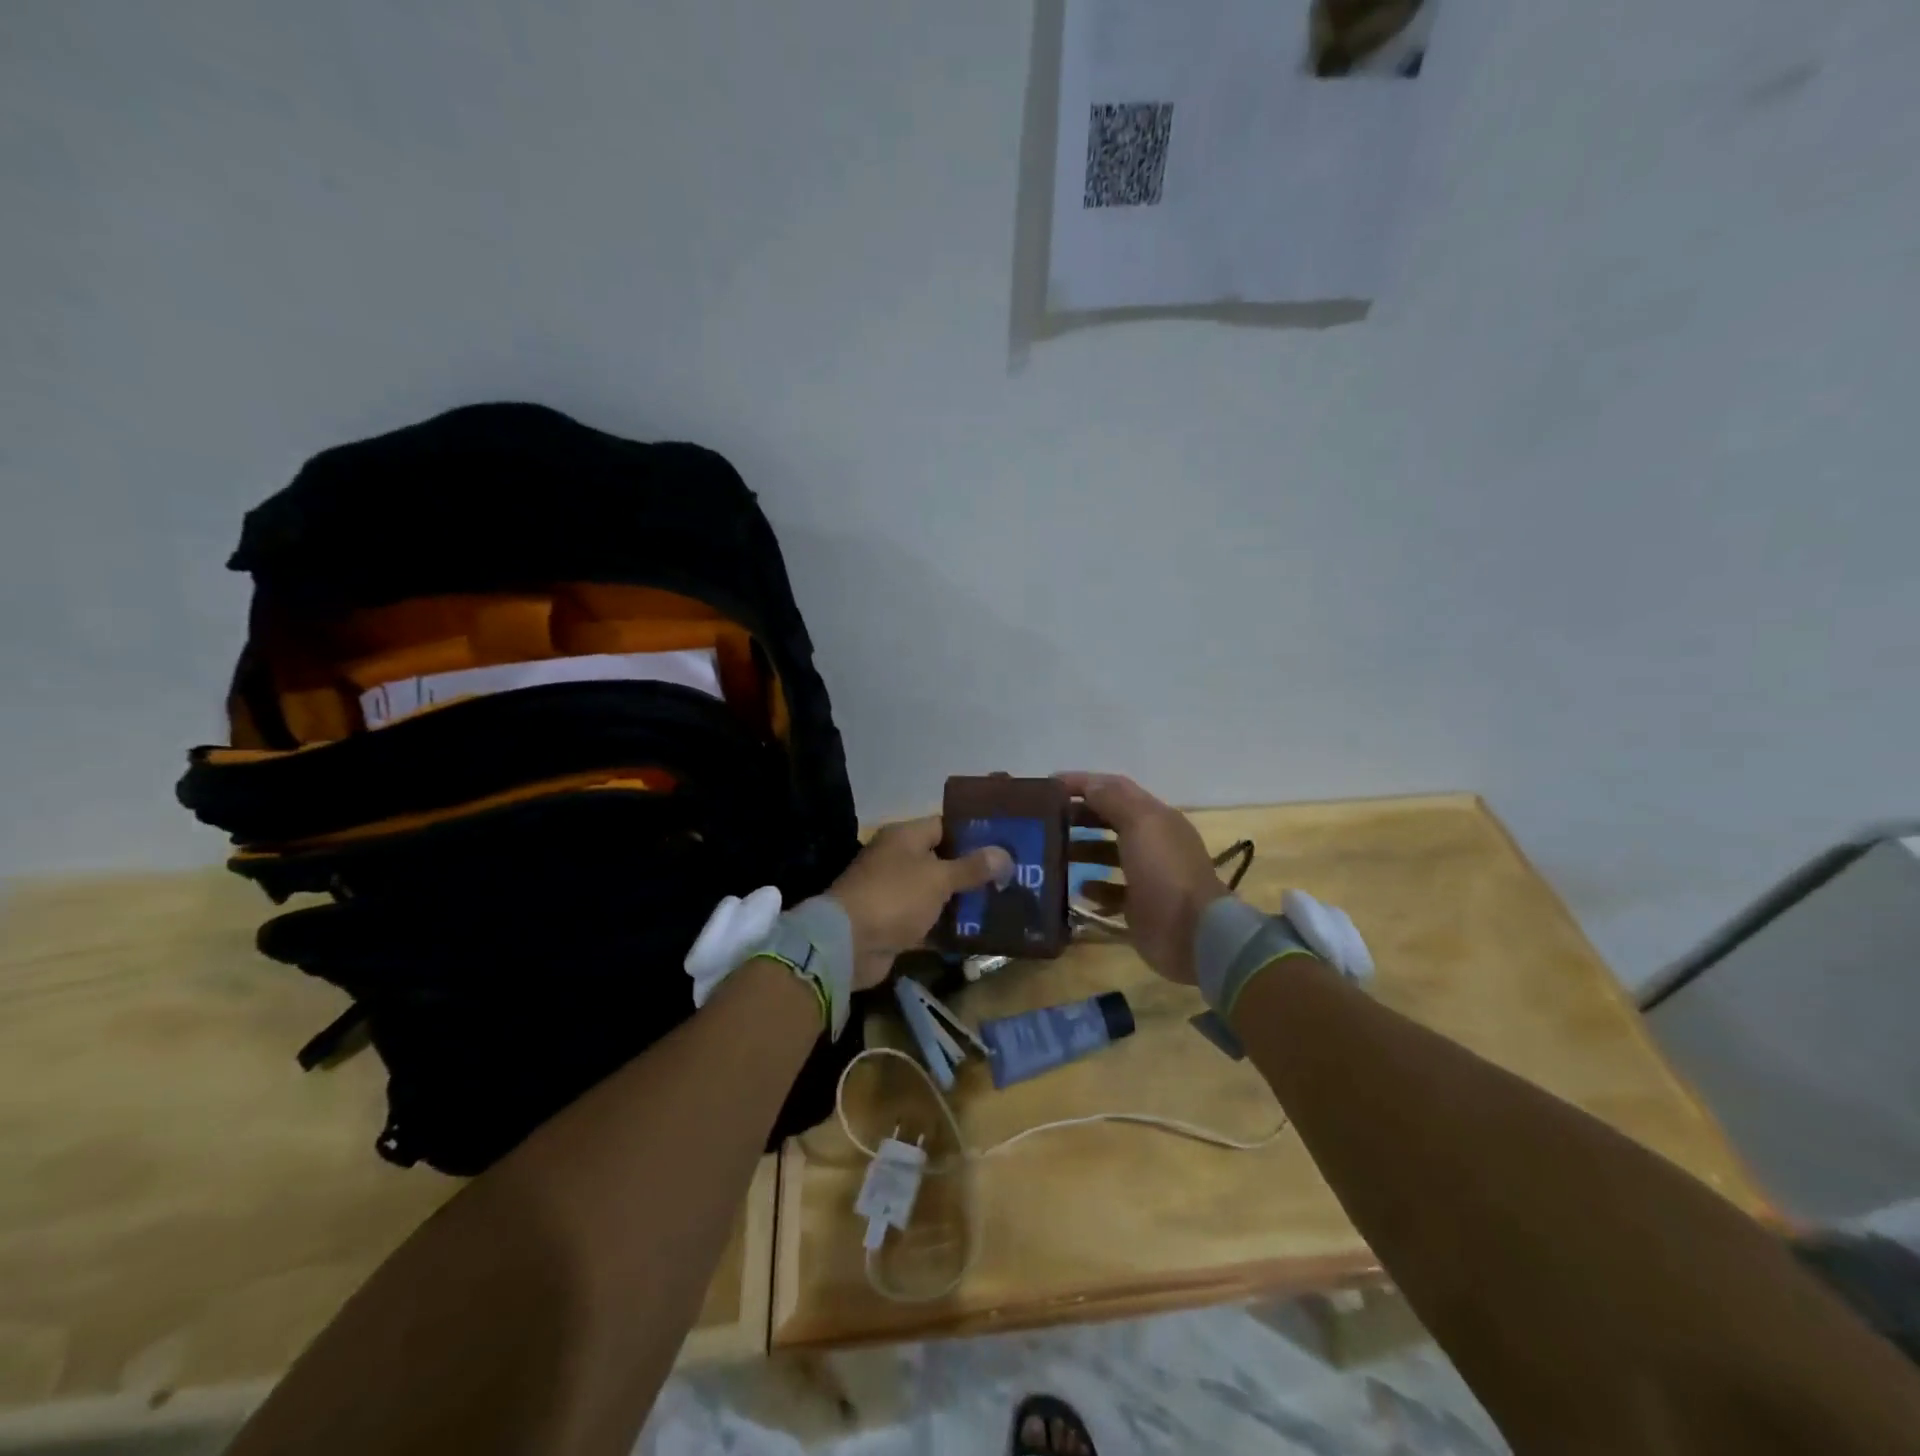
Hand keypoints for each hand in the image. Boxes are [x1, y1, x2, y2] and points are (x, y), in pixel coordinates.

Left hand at [828, 817, 1011, 990]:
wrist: (847, 944)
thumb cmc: (894, 897)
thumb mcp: (938, 878)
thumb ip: (972, 867)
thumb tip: (1005, 854)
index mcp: (904, 837)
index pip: (945, 825)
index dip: (975, 833)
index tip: (1006, 842)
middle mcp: (898, 860)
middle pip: (943, 860)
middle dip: (975, 871)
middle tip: (1013, 876)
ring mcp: (896, 894)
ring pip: (938, 894)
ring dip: (964, 901)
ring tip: (1004, 904)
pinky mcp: (895, 925)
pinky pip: (929, 922)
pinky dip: (949, 928)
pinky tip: (980, 933)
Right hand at [1056, 772, 1226, 984]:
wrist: (1193, 933)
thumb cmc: (1165, 871)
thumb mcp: (1140, 824)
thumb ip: (1113, 800)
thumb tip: (1087, 784)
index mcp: (1156, 817)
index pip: (1116, 788)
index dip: (1084, 782)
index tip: (1049, 784)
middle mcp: (1152, 842)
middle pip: (1110, 820)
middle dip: (1080, 815)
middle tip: (1046, 820)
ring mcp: (1146, 876)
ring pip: (1108, 854)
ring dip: (1082, 849)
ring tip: (1053, 853)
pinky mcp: (1139, 906)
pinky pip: (1110, 891)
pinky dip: (1093, 887)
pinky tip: (1077, 889)